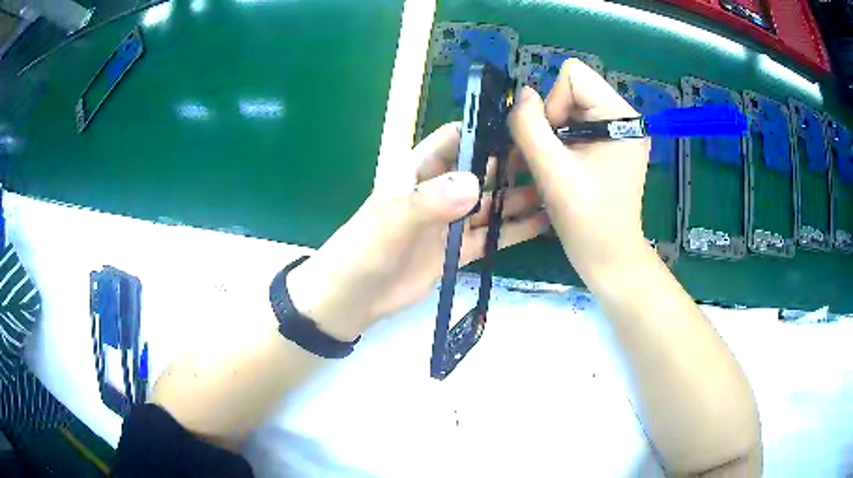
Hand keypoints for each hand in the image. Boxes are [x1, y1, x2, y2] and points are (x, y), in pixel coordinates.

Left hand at [287, 123, 547, 340]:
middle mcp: (440, 191)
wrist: (352, 298)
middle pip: (482, 169)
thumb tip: (476, 183)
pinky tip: (542, 224)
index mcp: (420, 171)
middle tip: (553, 161)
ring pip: (491, 204)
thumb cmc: (363, 249)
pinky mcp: (458, 250)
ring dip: (519, 198)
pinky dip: (514, 231)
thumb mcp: (392, 220)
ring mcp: (451, 222)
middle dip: (513, 163)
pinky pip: (492, 237)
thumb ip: (430, 201)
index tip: (523, 127)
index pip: (455, 138)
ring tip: (556, 192)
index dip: (485, 130)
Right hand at [508, 59, 651, 277]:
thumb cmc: (586, 219)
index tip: (554, 143)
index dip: (553, 104)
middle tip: (552, 159)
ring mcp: (620, 132)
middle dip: (553, 121)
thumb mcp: (552, 171)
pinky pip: (576, 125)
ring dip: (553, 134)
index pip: (574, 76)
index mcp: (622, 117)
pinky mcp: (612, 146)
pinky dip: (561, 143)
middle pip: (572, 90)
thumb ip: (529, 126)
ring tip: (554, 167)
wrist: (609, 258)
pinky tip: (561, 168)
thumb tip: (523, 94)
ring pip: (570, 108)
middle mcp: (625, 118)